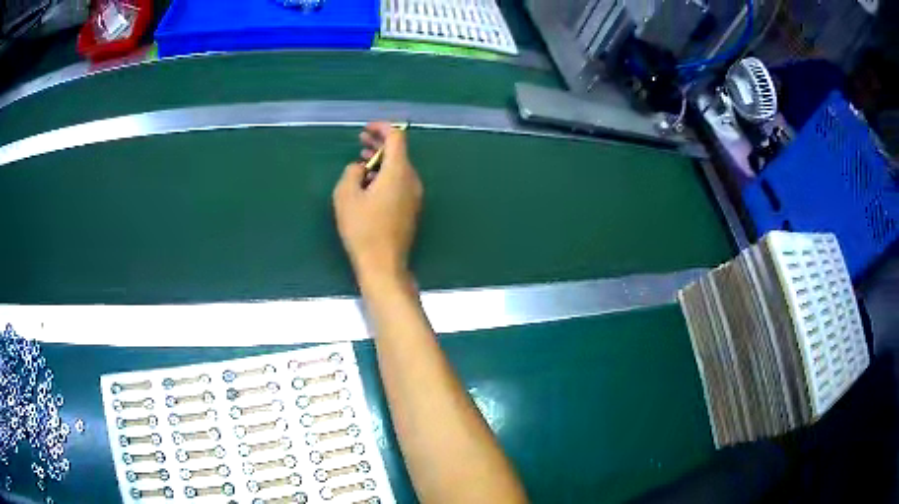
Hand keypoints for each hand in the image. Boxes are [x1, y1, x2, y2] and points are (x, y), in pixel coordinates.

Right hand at [333, 122, 422, 281]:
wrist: (383, 264)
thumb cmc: (362, 229)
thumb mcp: (346, 196)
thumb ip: (351, 173)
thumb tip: (360, 168)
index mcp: (398, 172)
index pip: (396, 138)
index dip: (381, 128)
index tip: (366, 128)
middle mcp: (412, 180)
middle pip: (399, 152)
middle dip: (380, 143)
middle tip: (361, 139)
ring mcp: (414, 195)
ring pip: (399, 168)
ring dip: (381, 160)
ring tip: (362, 159)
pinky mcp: (411, 208)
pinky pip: (400, 182)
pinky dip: (386, 175)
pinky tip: (369, 182)